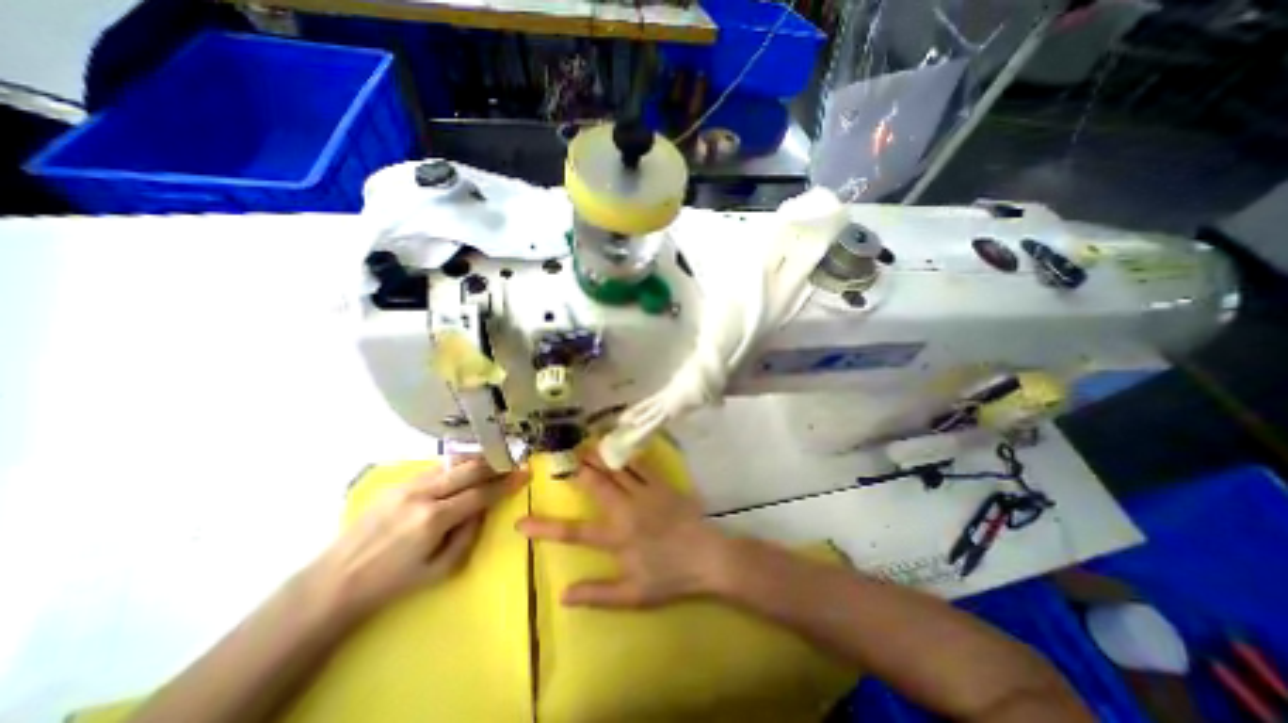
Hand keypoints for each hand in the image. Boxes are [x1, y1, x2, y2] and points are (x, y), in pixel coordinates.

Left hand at [313, 461, 519, 619]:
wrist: (335, 581)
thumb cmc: (392, 582)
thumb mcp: (440, 570)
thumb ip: (468, 535)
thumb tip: (483, 509)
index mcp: (435, 519)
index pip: (481, 493)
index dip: (506, 483)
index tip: (524, 474)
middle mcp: (424, 494)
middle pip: (470, 469)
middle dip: (495, 464)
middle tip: (512, 463)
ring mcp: (409, 485)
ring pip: (453, 463)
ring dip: (477, 460)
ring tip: (493, 462)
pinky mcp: (398, 483)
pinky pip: (436, 467)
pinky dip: (456, 466)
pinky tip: (464, 470)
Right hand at [516, 455, 729, 606]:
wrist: (706, 556)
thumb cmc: (670, 577)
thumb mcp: (632, 595)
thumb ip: (598, 593)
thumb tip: (563, 594)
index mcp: (616, 537)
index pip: (573, 532)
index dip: (545, 527)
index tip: (521, 521)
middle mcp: (626, 510)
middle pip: (595, 487)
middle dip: (577, 471)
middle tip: (562, 458)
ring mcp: (645, 493)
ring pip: (616, 471)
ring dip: (599, 458)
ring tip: (584, 446)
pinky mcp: (661, 484)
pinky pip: (641, 465)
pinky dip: (628, 455)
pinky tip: (619, 446)